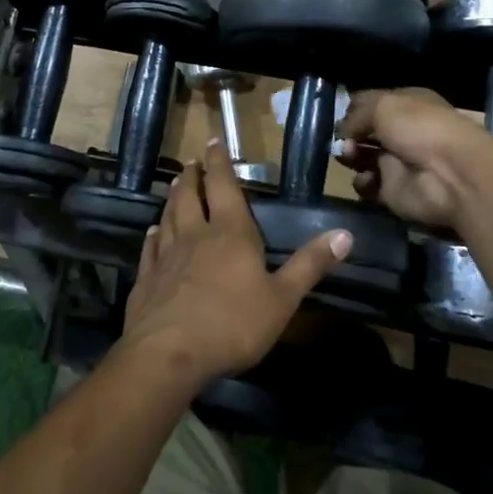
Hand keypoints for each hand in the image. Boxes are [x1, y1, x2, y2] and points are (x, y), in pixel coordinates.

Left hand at [118, 138, 351, 386]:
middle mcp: (196, 235)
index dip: (219, 163)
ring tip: (175, 185)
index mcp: (231, 233)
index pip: (224, 187)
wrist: (170, 352)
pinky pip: (151, 247)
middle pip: (191, 196)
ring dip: (173, 198)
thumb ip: (310, 265)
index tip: (213, 141)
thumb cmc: (233, 323)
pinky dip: (153, 234)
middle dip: (193, 176)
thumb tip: (345, 233)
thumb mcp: (283, 298)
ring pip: (169, 216)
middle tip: (192, 162)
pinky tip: (152, 231)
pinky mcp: (147, 278)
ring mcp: (167, 255)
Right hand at [337, 87, 492, 232]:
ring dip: (350, 156)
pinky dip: (363, 182)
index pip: (371, 102)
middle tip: (341, 139)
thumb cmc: (420, 129)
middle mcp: (401, 132)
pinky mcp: (393, 190)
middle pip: (363, 132)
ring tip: (350, 156)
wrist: (451, 175)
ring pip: (361, 157)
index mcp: (405, 105)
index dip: (353, 108)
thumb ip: (355, 116)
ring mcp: (397, 162)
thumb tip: (342, 132)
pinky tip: (368, 178)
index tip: (337, 114)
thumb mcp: (384, 106)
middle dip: (347, 134)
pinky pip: (368, 185)